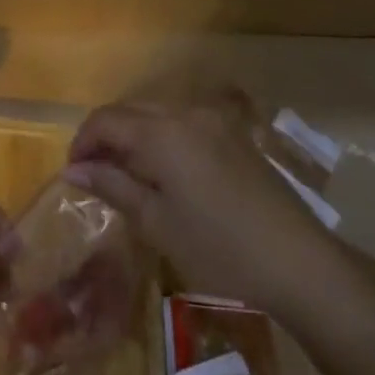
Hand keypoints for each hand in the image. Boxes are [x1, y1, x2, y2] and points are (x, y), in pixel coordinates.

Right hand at [63, 97, 354, 323]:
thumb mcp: (157, 222)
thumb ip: (113, 187)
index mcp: (162, 132)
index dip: (82, 143)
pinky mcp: (235, 135)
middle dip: (105, 137)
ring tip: (126, 175)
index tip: (73, 174)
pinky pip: (183, 123)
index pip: (105, 120)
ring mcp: (215, 121)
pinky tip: (164, 172)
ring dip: (133, 135)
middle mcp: (186, 113)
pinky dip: (161, 138)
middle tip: (95, 175)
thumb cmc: (219, 248)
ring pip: (157, 114)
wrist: (301, 263)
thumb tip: (73, 171)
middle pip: (130, 111)